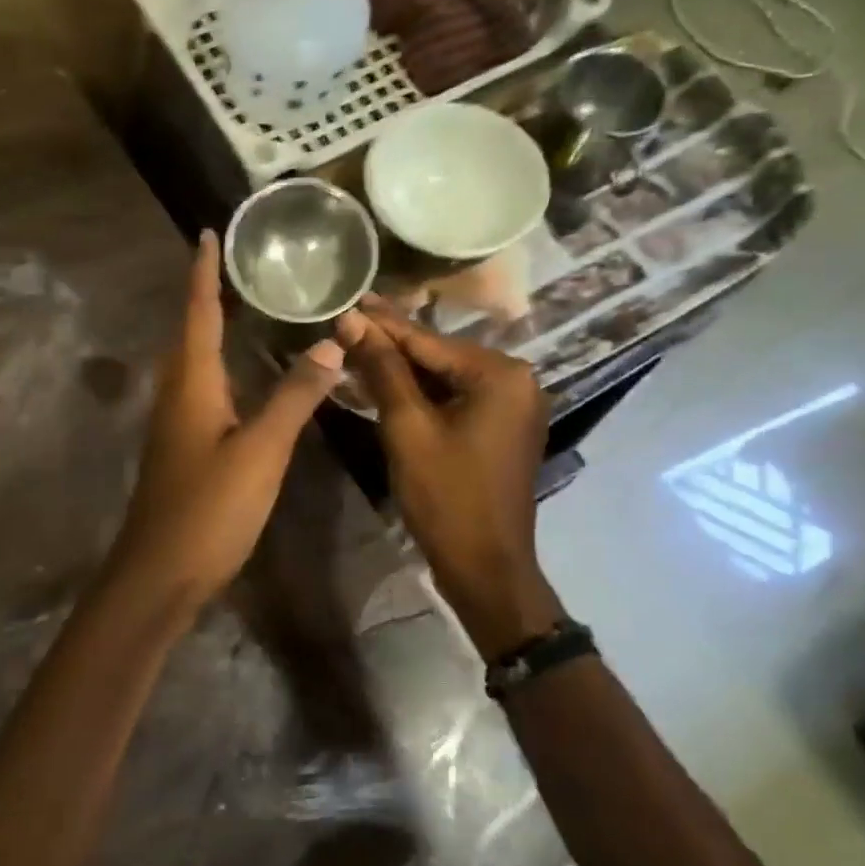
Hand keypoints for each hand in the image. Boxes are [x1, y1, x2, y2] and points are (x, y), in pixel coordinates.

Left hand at [110, 230, 344, 609]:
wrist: (160, 574)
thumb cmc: (209, 508)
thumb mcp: (261, 451)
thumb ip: (294, 398)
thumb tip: (329, 344)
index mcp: (192, 383)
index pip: (197, 311)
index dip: (203, 271)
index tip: (208, 232)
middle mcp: (177, 394)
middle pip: (191, 332)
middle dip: (210, 295)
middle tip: (242, 266)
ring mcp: (176, 424)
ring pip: (196, 364)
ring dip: (215, 331)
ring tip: (247, 308)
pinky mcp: (183, 450)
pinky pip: (204, 392)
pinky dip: (224, 370)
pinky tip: (247, 379)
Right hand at [337, 300, 563, 657]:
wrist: (484, 566)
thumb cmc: (446, 496)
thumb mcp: (408, 428)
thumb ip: (383, 370)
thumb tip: (351, 321)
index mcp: (501, 374)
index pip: (429, 341)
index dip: (382, 323)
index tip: (348, 300)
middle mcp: (516, 381)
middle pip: (440, 356)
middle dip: (392, 345)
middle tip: (347, 324)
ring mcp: (512, 407)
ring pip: (446, 379)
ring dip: (403, 370)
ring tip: (357, 348)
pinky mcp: (501, 430)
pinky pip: (456, 400)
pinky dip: (422, 396)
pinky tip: (387, 385)